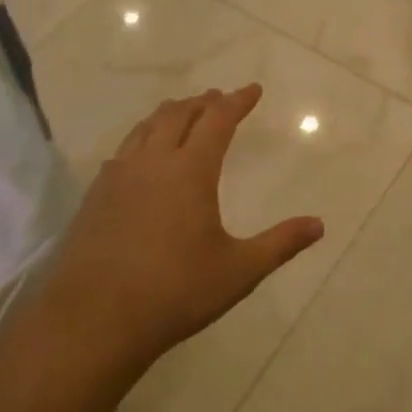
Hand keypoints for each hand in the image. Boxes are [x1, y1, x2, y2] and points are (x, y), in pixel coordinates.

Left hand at [38, 86, 323, 371]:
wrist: (91, 322)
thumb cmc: (174, 292)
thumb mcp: (238, 271)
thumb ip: (280, 244)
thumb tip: (319, 225)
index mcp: (191, 170)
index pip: (218, 119)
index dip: (238, 101)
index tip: (253, 89)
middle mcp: (154, 161)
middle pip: (179, 114)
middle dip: (203, 101)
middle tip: (219, 97)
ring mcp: (118, 177)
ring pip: (146, 127)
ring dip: (170, 113)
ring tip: (182, 112)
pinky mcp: (94, 197)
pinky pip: (123, 151)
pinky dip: (142, 138)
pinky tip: (140, 155)